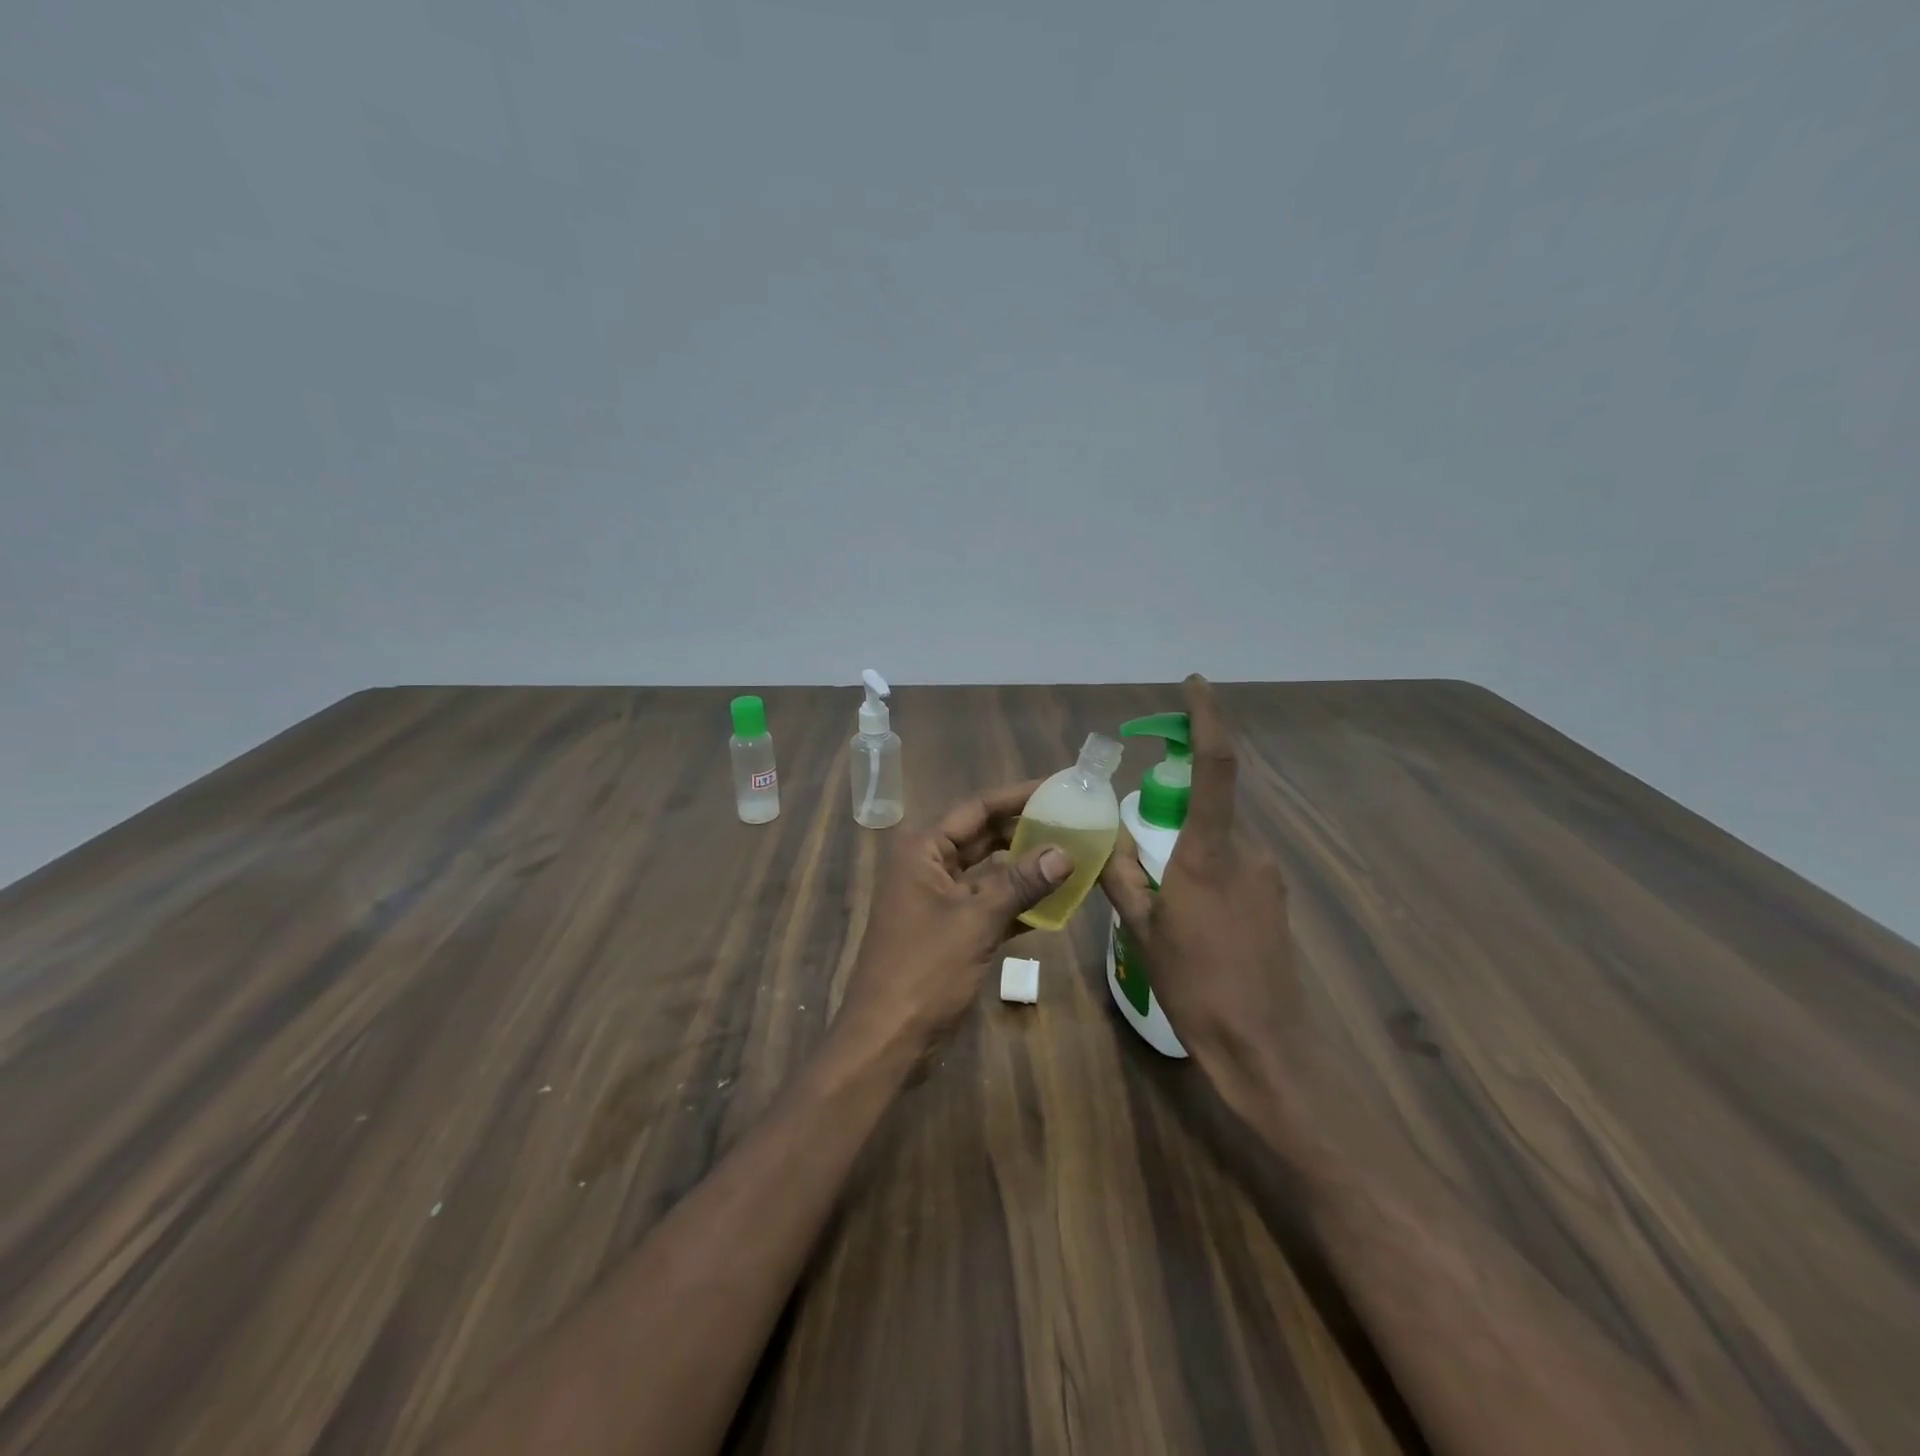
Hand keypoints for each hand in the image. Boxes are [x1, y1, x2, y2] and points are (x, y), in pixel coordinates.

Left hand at [837, 782, 1073, 1055]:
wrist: (886, 1040)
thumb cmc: (924, 971)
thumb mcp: (976, 921)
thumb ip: (1020, 883)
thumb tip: (1065, 852)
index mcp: (923, 850)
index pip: (977, 808)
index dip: (1018, 795)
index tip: (1059, 787)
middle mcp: (929, 866)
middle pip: (984, 836)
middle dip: (1026, 830)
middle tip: (1074, 821)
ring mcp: (939, 900)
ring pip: (989, 872)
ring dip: (1026, 868)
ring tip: (1074, 855)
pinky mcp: (950, 930)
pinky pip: (989, 904)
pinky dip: (1018, 903)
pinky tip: (1056, 903)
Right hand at [1099, 675, 1309, 1107]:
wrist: (1266, 1047)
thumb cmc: (1197, 986)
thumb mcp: (1144, 931)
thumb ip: (1124, 877)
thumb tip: (1107, 841)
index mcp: (1209, 853)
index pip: (1215, 767)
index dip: (1207, 718)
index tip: (1194, 684)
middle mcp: (1247, 852)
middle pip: (1211, 803)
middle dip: (1176, 803)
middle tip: (1142, 837)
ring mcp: (1268, 876)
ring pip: (1220, 838)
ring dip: (1188, 845)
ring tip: (1162, 896)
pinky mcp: (1275, 899)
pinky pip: (1234, 864)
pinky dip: (1205, 868)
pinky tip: (1189, 914)